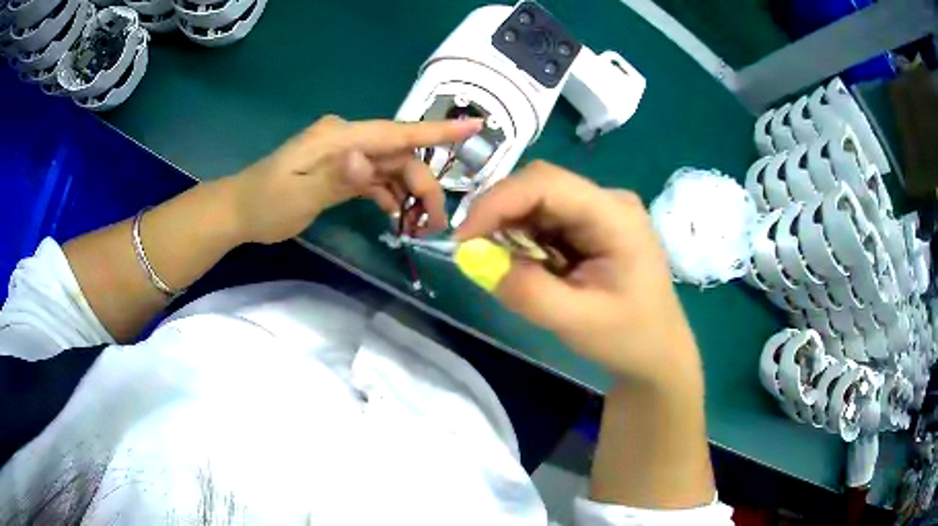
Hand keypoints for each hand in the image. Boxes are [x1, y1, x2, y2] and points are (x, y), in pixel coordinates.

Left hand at [228, 115, 481, 243]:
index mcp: (340, 138)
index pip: (396, 132)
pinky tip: (395, 216)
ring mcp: (345, 153)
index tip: (474, 127)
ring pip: (390, 167)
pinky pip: (375, 177)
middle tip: (435, 224)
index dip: (436, 133)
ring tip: (420, 226)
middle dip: (422, 186)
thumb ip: (334, 177)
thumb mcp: (297, 196)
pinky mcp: (341, 168)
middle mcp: (347, 139)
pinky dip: (388, 195)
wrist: (239, 210)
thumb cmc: (265, 204)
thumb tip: (367, 159)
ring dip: (408, 193)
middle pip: (399, 155)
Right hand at [456, 161, 701, 386]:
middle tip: (474, 253)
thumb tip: (474, 259)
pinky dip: (525, 238)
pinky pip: (547, 219)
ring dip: (511, 228)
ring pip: (539, 201)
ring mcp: (601, 211)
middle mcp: (608, 201)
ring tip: (504, 266)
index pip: (546, 182)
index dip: (498, 201)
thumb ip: (526, 291)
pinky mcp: (592, 225)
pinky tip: (527, 265)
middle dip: (500, 214)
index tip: (463, 239)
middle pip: (539, 185)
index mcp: (615, 215)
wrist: (658, 352)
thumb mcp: (576, 322)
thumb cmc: (628, 338)